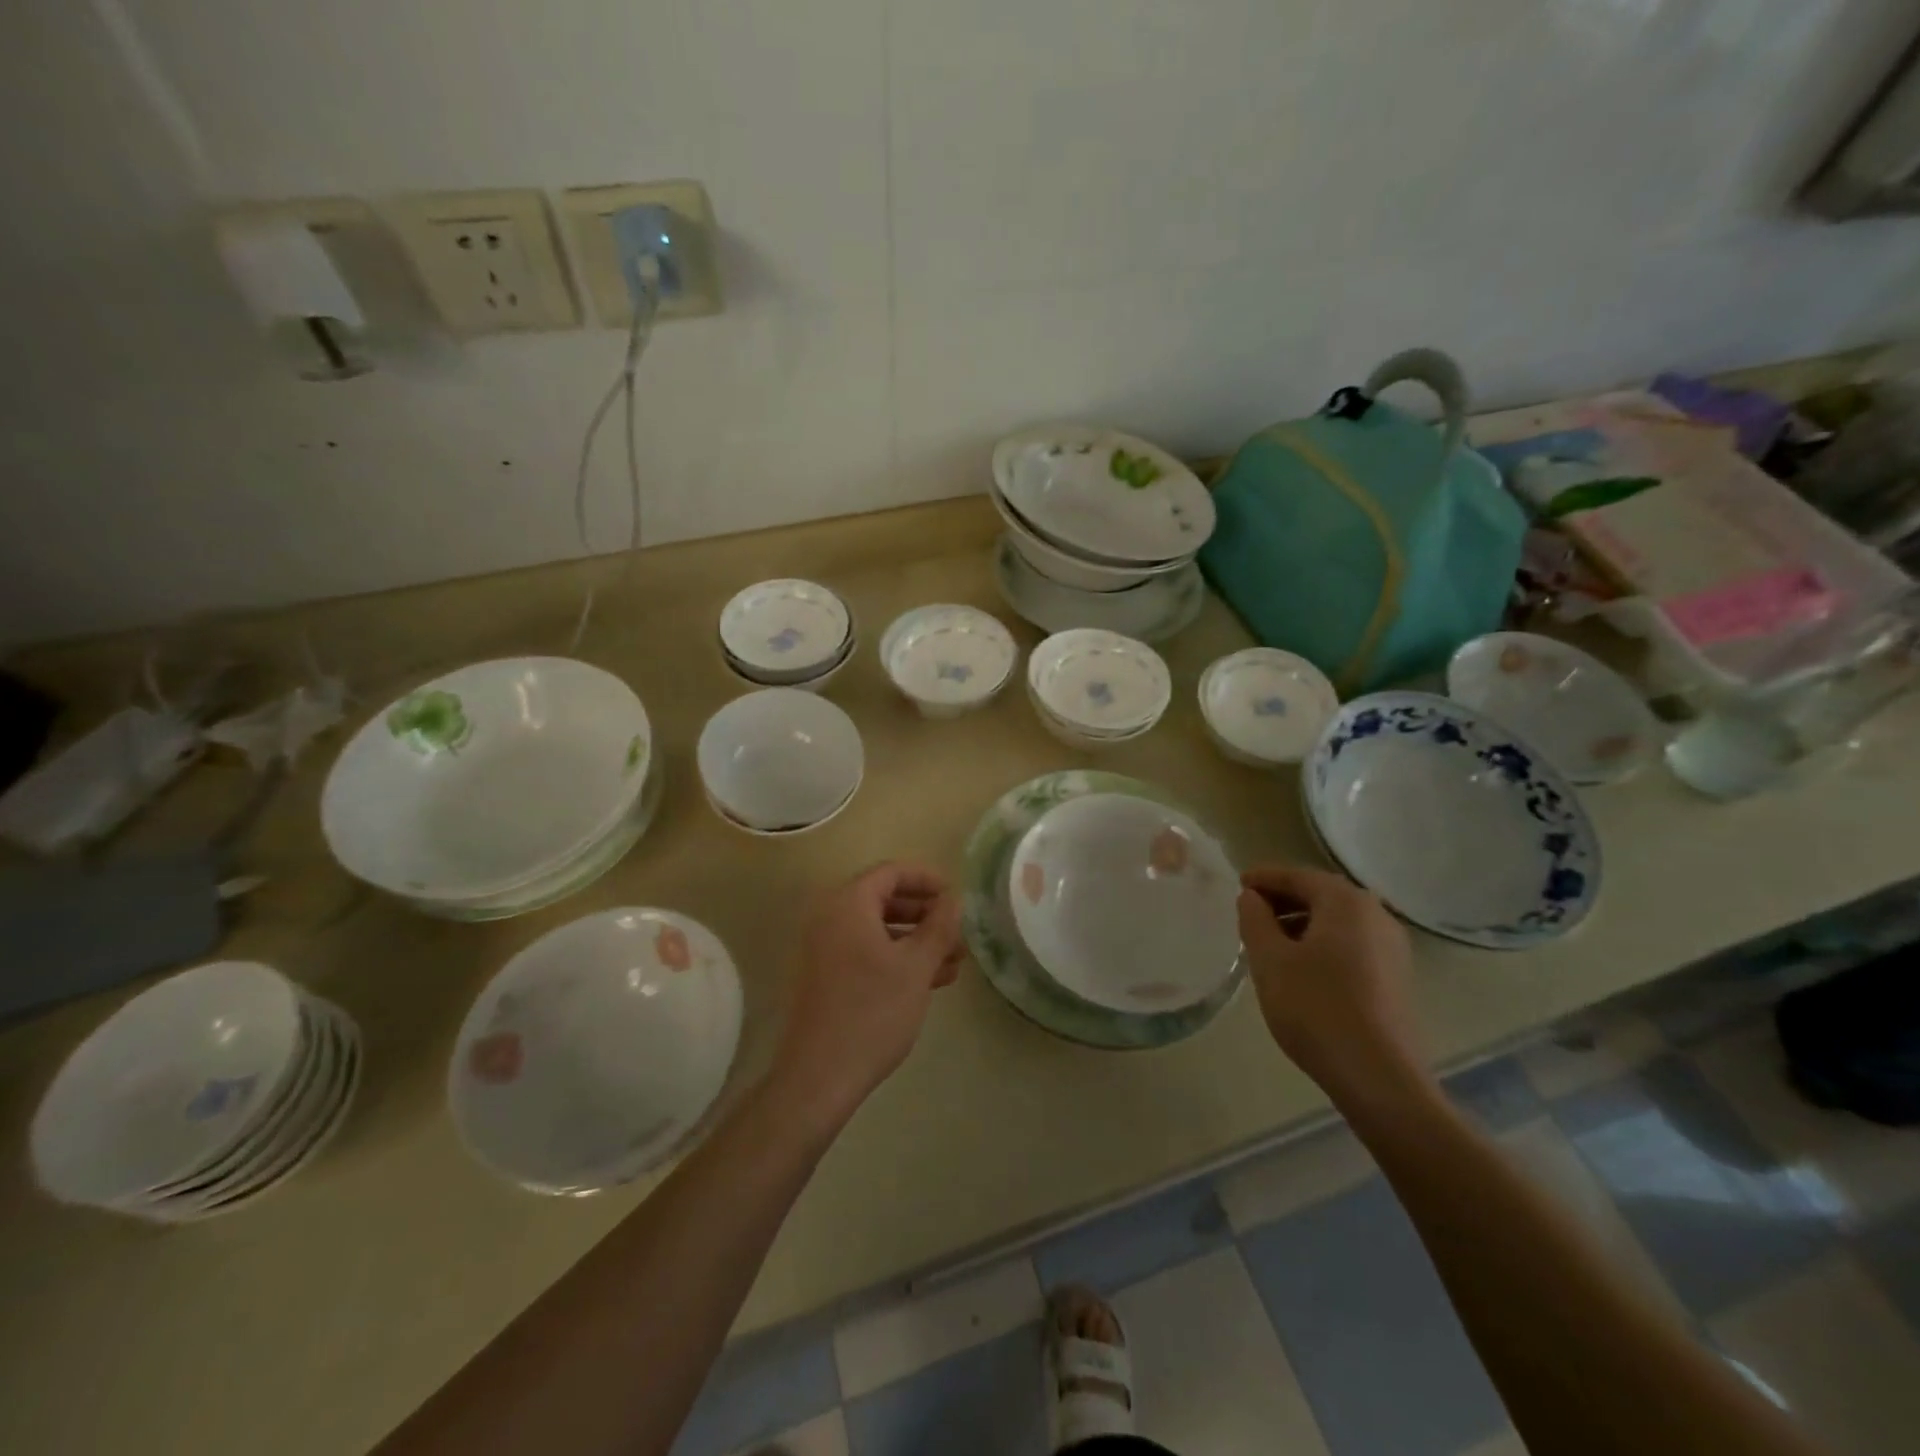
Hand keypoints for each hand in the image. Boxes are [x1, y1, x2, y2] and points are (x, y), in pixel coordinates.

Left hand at [770, 862, 964, 1129]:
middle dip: (925, 913)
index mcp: (848, 904)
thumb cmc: (872, 1012)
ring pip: (878, 930)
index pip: (891, 872)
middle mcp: (830, 918)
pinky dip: (897, 958)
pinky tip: (930, 980)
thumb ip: (939, 927)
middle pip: (884, 899)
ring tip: (954, 961)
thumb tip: (954, 900)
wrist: (819, 1076)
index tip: (955, 894)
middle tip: (957, 931)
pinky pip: (866, 952)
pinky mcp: (825, 976)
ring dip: (916, 940)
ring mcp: (824, 949)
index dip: (927, 878)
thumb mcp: (916, 966)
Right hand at [1236, 864, 1426, 1105]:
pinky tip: (1301, 968)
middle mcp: (1376, 915)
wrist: (1378, 1077)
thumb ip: (1255, 919)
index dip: (1264, 878)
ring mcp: (1393, 947)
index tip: (1238, 885)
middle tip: (1249, 913)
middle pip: (1321, 895)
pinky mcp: (1397, 977)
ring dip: (1302, 923)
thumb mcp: (1269, 960)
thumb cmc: (1315, 1008)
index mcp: (1346, 902)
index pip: (1297, 876)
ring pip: (1338, 922)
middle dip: (1283, 900)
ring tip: (1269, 943)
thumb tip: (1251, 897)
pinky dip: (1323, 944)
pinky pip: (1352, 944)